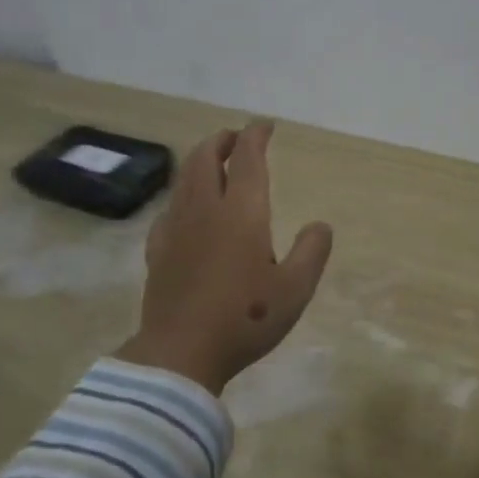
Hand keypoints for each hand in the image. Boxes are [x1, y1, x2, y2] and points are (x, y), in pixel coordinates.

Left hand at [116, 120, 333, 394]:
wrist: (181, 352)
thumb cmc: (245, 319)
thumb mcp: (295, 290)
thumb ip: (312, 252)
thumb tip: (321, 225)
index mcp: (242, 213)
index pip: (248, 158)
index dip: (256, 136)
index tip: (265, 125)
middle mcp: (205, 209)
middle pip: (206, 158)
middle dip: (222, 140)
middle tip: (236, 138)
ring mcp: (176, 228)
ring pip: (184, 179)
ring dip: (200, 160)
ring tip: (213, 162)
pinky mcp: (158, 249)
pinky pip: (170, 207)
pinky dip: (183, 194)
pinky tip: (186, 209)